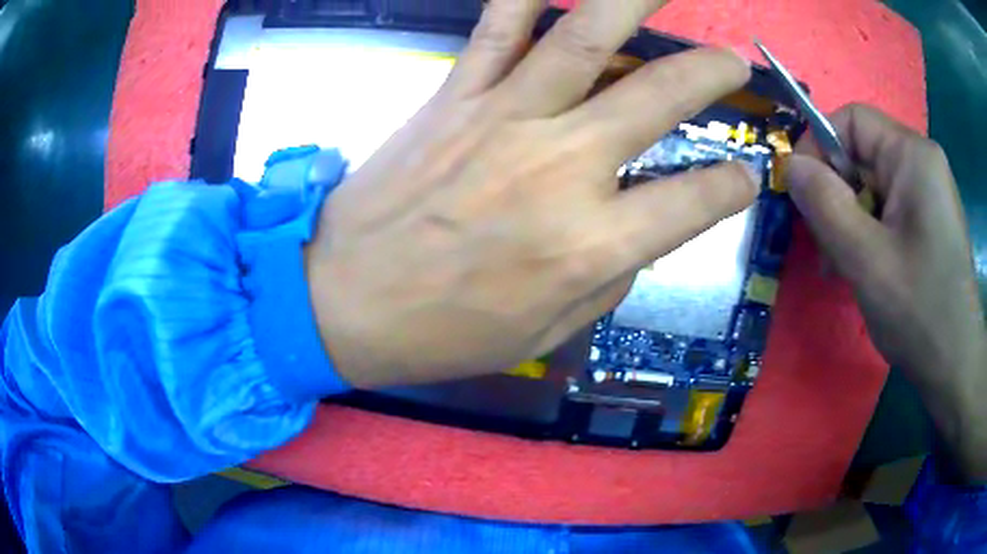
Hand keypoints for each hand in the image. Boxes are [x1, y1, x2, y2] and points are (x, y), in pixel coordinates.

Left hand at [304, 0, 753, 387]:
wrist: (341, 302)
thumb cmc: (443, 333)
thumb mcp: (545, 333)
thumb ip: (606, 278)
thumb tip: (637, 234)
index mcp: (590, 245)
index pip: (694, 202)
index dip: (732, 188)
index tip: (747, 177)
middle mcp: (560, 168)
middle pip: (657, 98)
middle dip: (709, 73)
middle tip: (733, 60)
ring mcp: (502, 119)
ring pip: (583, 38)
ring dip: (632, 1)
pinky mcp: (451, 98)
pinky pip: (494, 30)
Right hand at [786, 104, 986, 482]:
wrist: (955, 368)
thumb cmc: (920, 313)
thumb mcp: (867, 261)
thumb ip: (825, 205)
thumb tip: (791, 165)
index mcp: (913, 156)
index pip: (852, 120)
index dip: (819, 146)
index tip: (802, 193)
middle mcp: (922, 163)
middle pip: (862, 154)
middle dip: (836, 195)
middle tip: (825, 248)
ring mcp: (929, 193)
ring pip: (873, 186)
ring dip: (850, 221)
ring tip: (842, 268)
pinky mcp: (929, 220)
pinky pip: (889, 210)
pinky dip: (869, 234)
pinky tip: (865, 270)